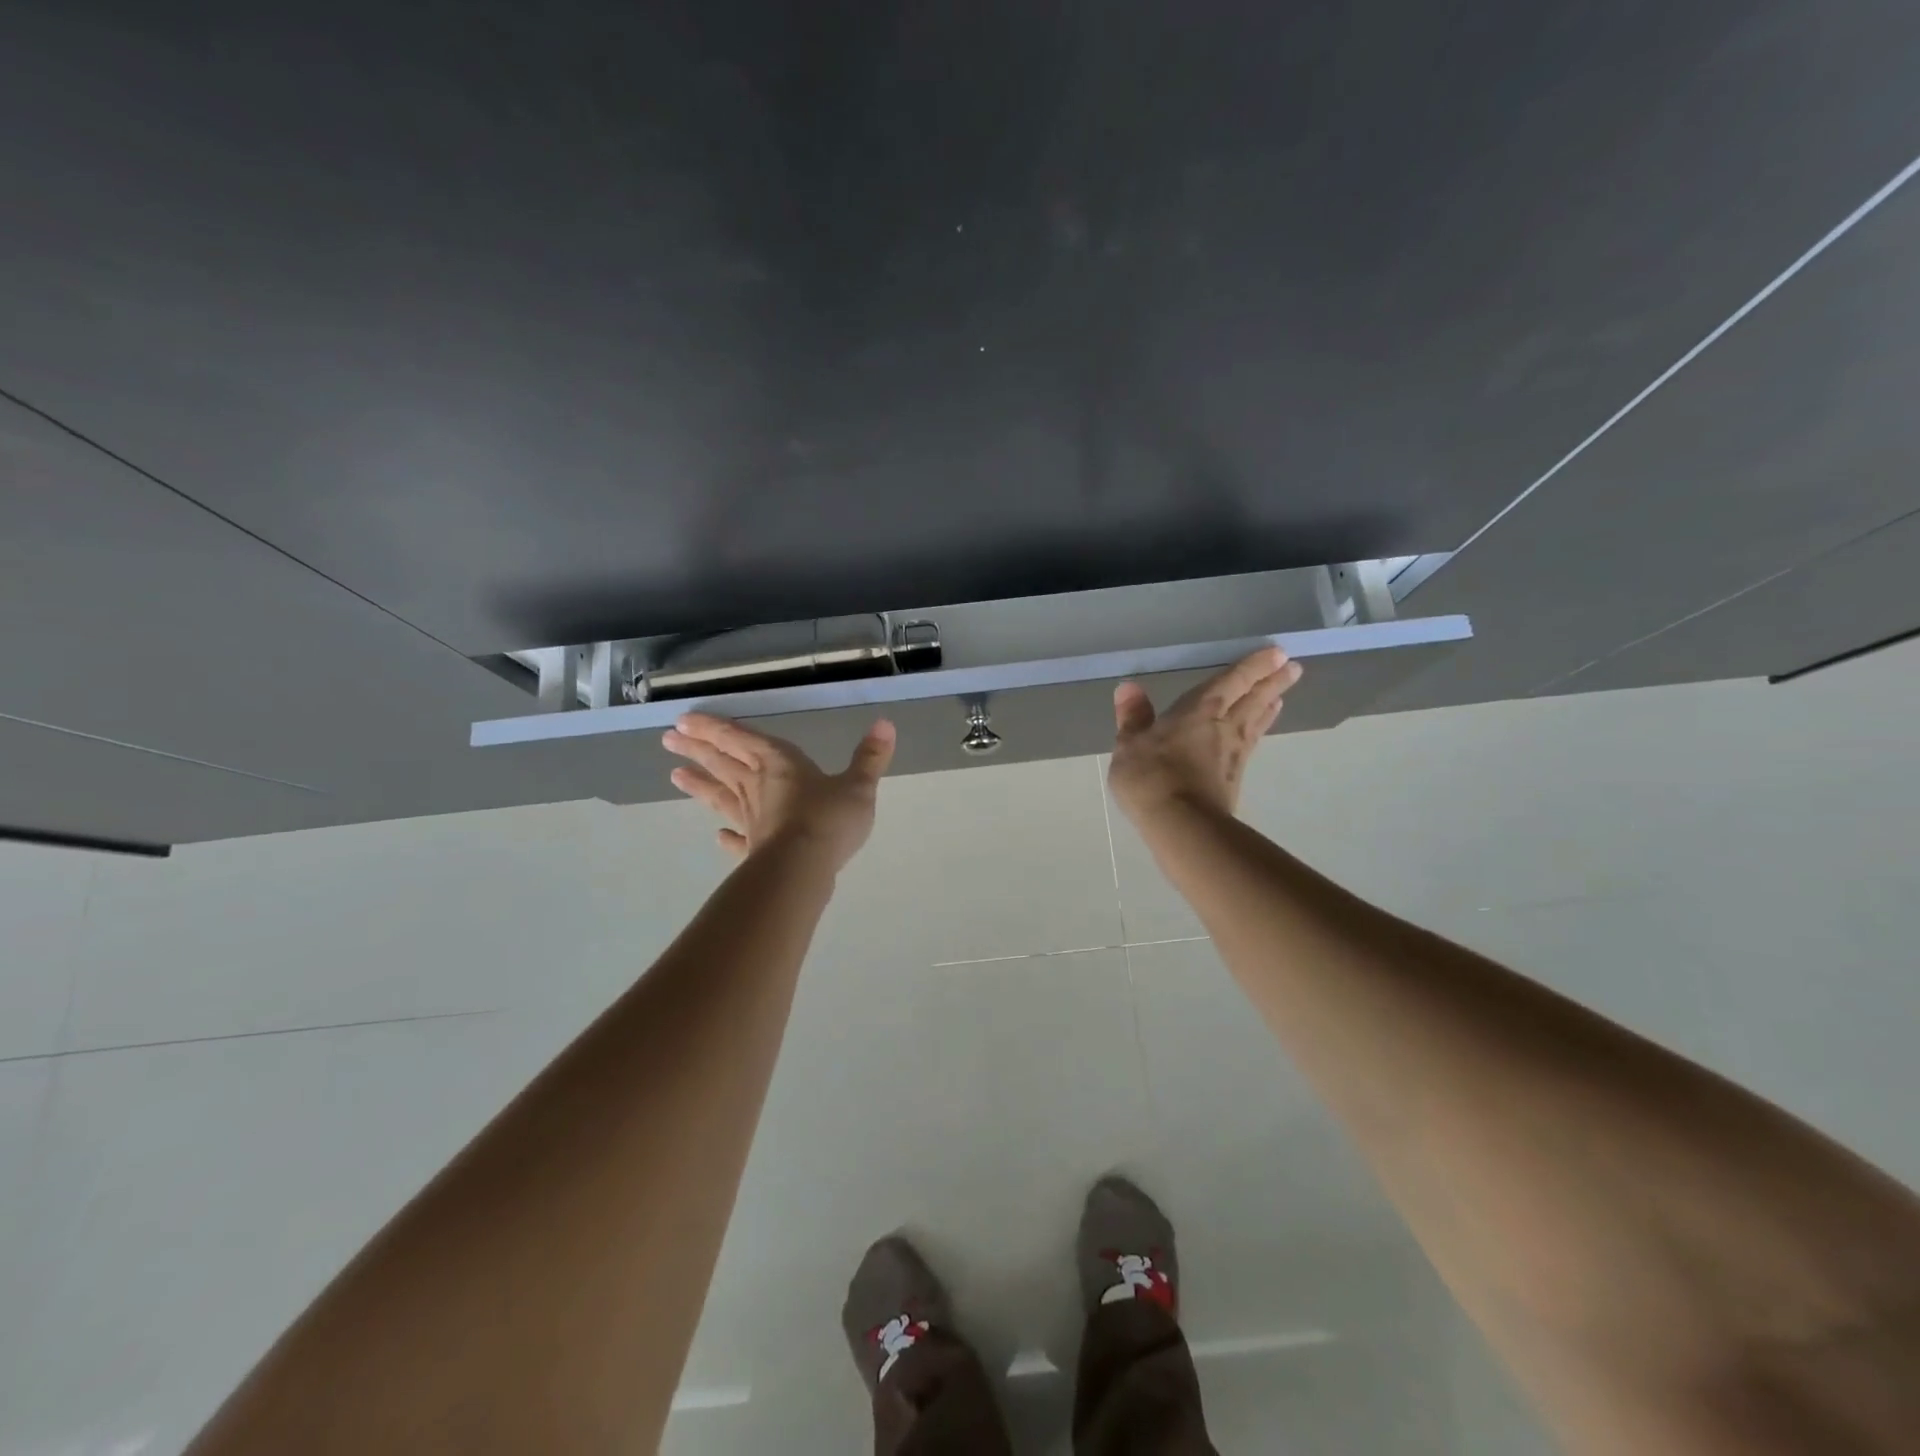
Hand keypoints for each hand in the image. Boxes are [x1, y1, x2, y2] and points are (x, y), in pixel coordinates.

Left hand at [663, 714, 895, 869]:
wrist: (803, 868)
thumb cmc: (829, 819)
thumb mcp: (858, 785)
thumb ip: (870, 757)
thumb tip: (885, 723)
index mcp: (780, 764)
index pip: (742, 739)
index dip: (715, 729)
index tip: (684, 721)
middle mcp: (758, 787)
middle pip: (723, 763)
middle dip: (697, 749)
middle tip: (668, 739)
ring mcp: (752, 820)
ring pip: (720, 796)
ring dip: (699, 785)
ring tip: (674, 776)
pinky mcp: (754, 848)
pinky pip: (737, 838)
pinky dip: (727, 836)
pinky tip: (718, 836)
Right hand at [1107, 647, 1303, 824]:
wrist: (1181, 825)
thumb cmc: (1151, 776)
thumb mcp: (1130, 744)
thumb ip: (1133, 717)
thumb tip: (1129, 687)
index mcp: (1199, 710)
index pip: (1232, 680)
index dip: (1253, 666)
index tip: (1277, 653)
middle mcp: (1223, 726)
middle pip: (1253, 698)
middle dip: (1271, 682)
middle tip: (1293, 668)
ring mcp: (1232, 754)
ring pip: (1254, 722)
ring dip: (1268, 706)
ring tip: (1280, 696)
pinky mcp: (1234, 778)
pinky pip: (1250, 744)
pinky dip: (1257, 733)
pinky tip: (1253, 736)